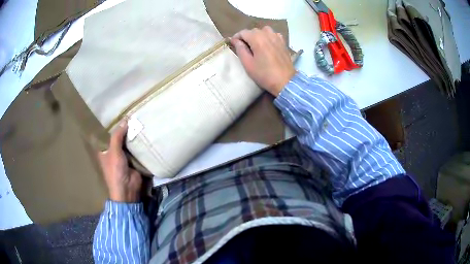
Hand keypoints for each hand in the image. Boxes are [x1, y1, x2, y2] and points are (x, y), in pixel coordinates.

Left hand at [98, 121, 141, 202]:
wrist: (128, 189)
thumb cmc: (115, 171)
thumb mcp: (114, 152)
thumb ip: (118, 136)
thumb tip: (125, 120)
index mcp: (104, 150)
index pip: (107, 135)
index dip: (111, 125)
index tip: (117, 113)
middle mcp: (113, 152)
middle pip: (118, 137)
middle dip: (124, 129)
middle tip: (131, 114)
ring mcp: (124, 156)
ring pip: (128, 142)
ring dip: (132, 135)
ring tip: (138, 119)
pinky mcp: (134, 160)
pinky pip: (136, 149)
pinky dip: (139, 143)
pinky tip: (144, 132)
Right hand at [230, 26, 295, 95]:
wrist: (285, 81)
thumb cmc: (264, 74)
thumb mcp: (248, 64)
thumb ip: (240, 50)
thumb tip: (235, 40)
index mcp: (257, 39)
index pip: (243, 32)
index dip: (236, 37)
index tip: (233, 44)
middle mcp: (267, 34)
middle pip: (253, 30)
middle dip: (246, 37)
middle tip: (244, 47)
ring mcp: (277, 37)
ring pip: (264, 30)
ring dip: (258, 35)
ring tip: (256, 44)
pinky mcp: (283, 42)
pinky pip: (273, 34)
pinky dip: (268, 36)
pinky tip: (267, 44)